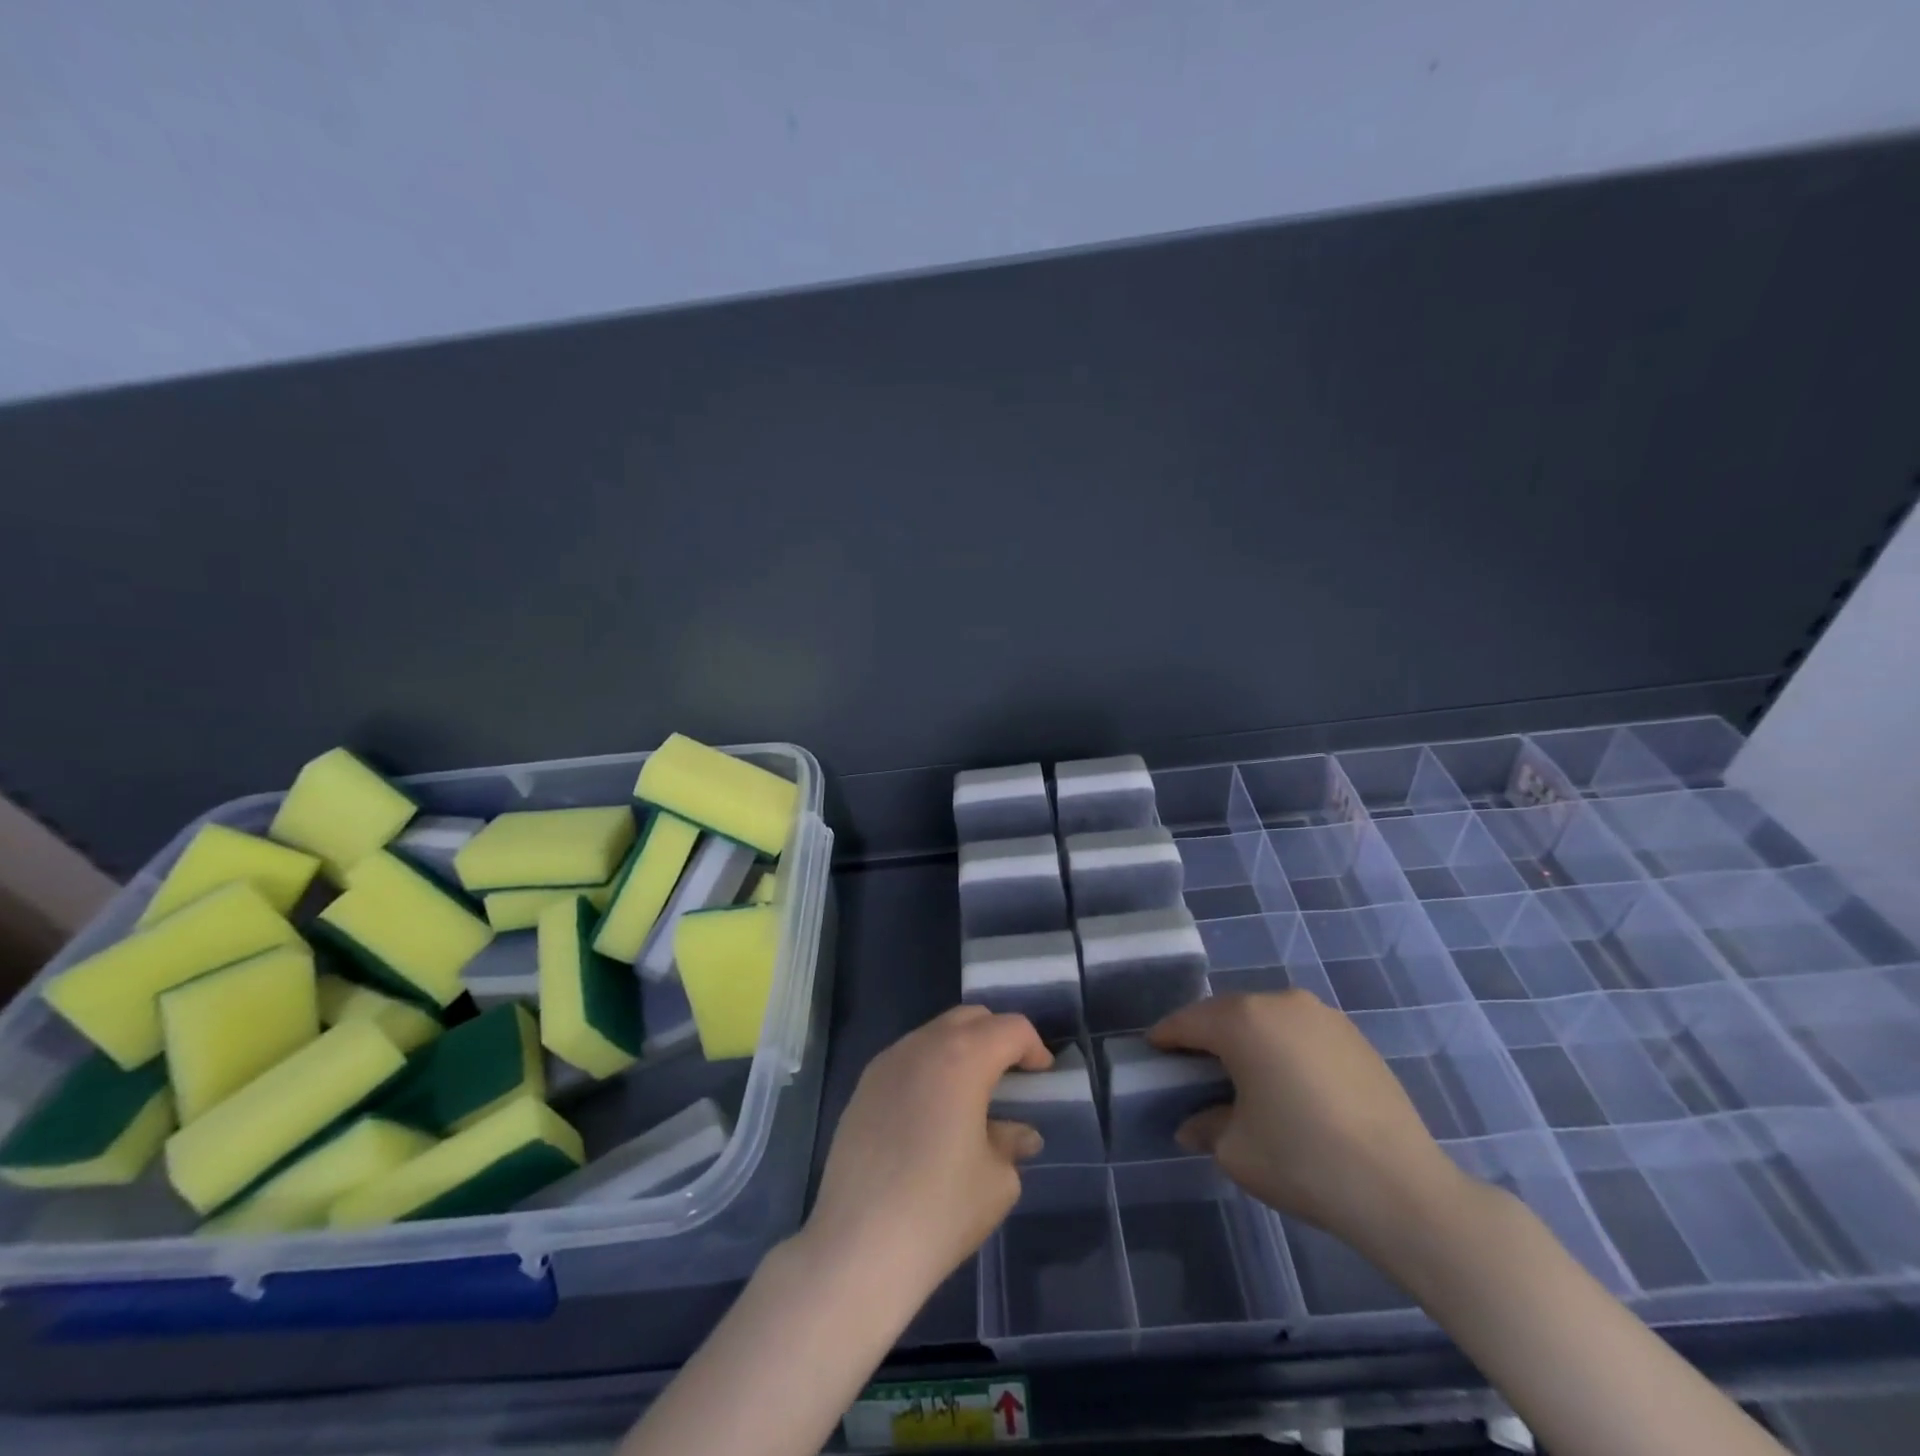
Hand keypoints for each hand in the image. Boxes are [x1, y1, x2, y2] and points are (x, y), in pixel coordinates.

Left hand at [803, 1005, 1050, 1304]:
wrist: (859, 1245)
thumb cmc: (940, 1210)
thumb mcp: (997, 1181)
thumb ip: (1011, 1143)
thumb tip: (1019, 1134)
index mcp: (963, 1057)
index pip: (1010, 1028)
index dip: (1033, 1046)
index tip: (1041, 1075)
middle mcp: (923, 1045)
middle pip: (970, 1018)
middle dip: (997, 1036)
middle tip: (1011, 1074)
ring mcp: (887, 1062)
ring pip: (935, 1033)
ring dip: (961, 1049)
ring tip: (972, 1093)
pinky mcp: (863, 1086)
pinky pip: (907, 1057)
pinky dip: (930, 1067)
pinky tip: (933, 1111)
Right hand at [1149, 990, 1468, 1259]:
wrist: (1403, 1189)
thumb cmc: (1303, 1161)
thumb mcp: (1236, 1150)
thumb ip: (1206, 1127)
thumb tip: (1195, 1124)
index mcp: (1243, 1020)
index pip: (1188, 1021)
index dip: (1165, 1037)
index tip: (1151, 1053)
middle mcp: (1280, 1003)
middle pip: (1227, 1013)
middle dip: (1205, 1036)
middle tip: (1191, 1067)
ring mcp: (1322, 1015)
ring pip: (1266, 1019)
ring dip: (1247, 1040)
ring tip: (1242, 1075)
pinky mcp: (1354, 1036)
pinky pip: (1300, 1032)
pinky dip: (1283, 1048)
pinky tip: (1288, 1083)